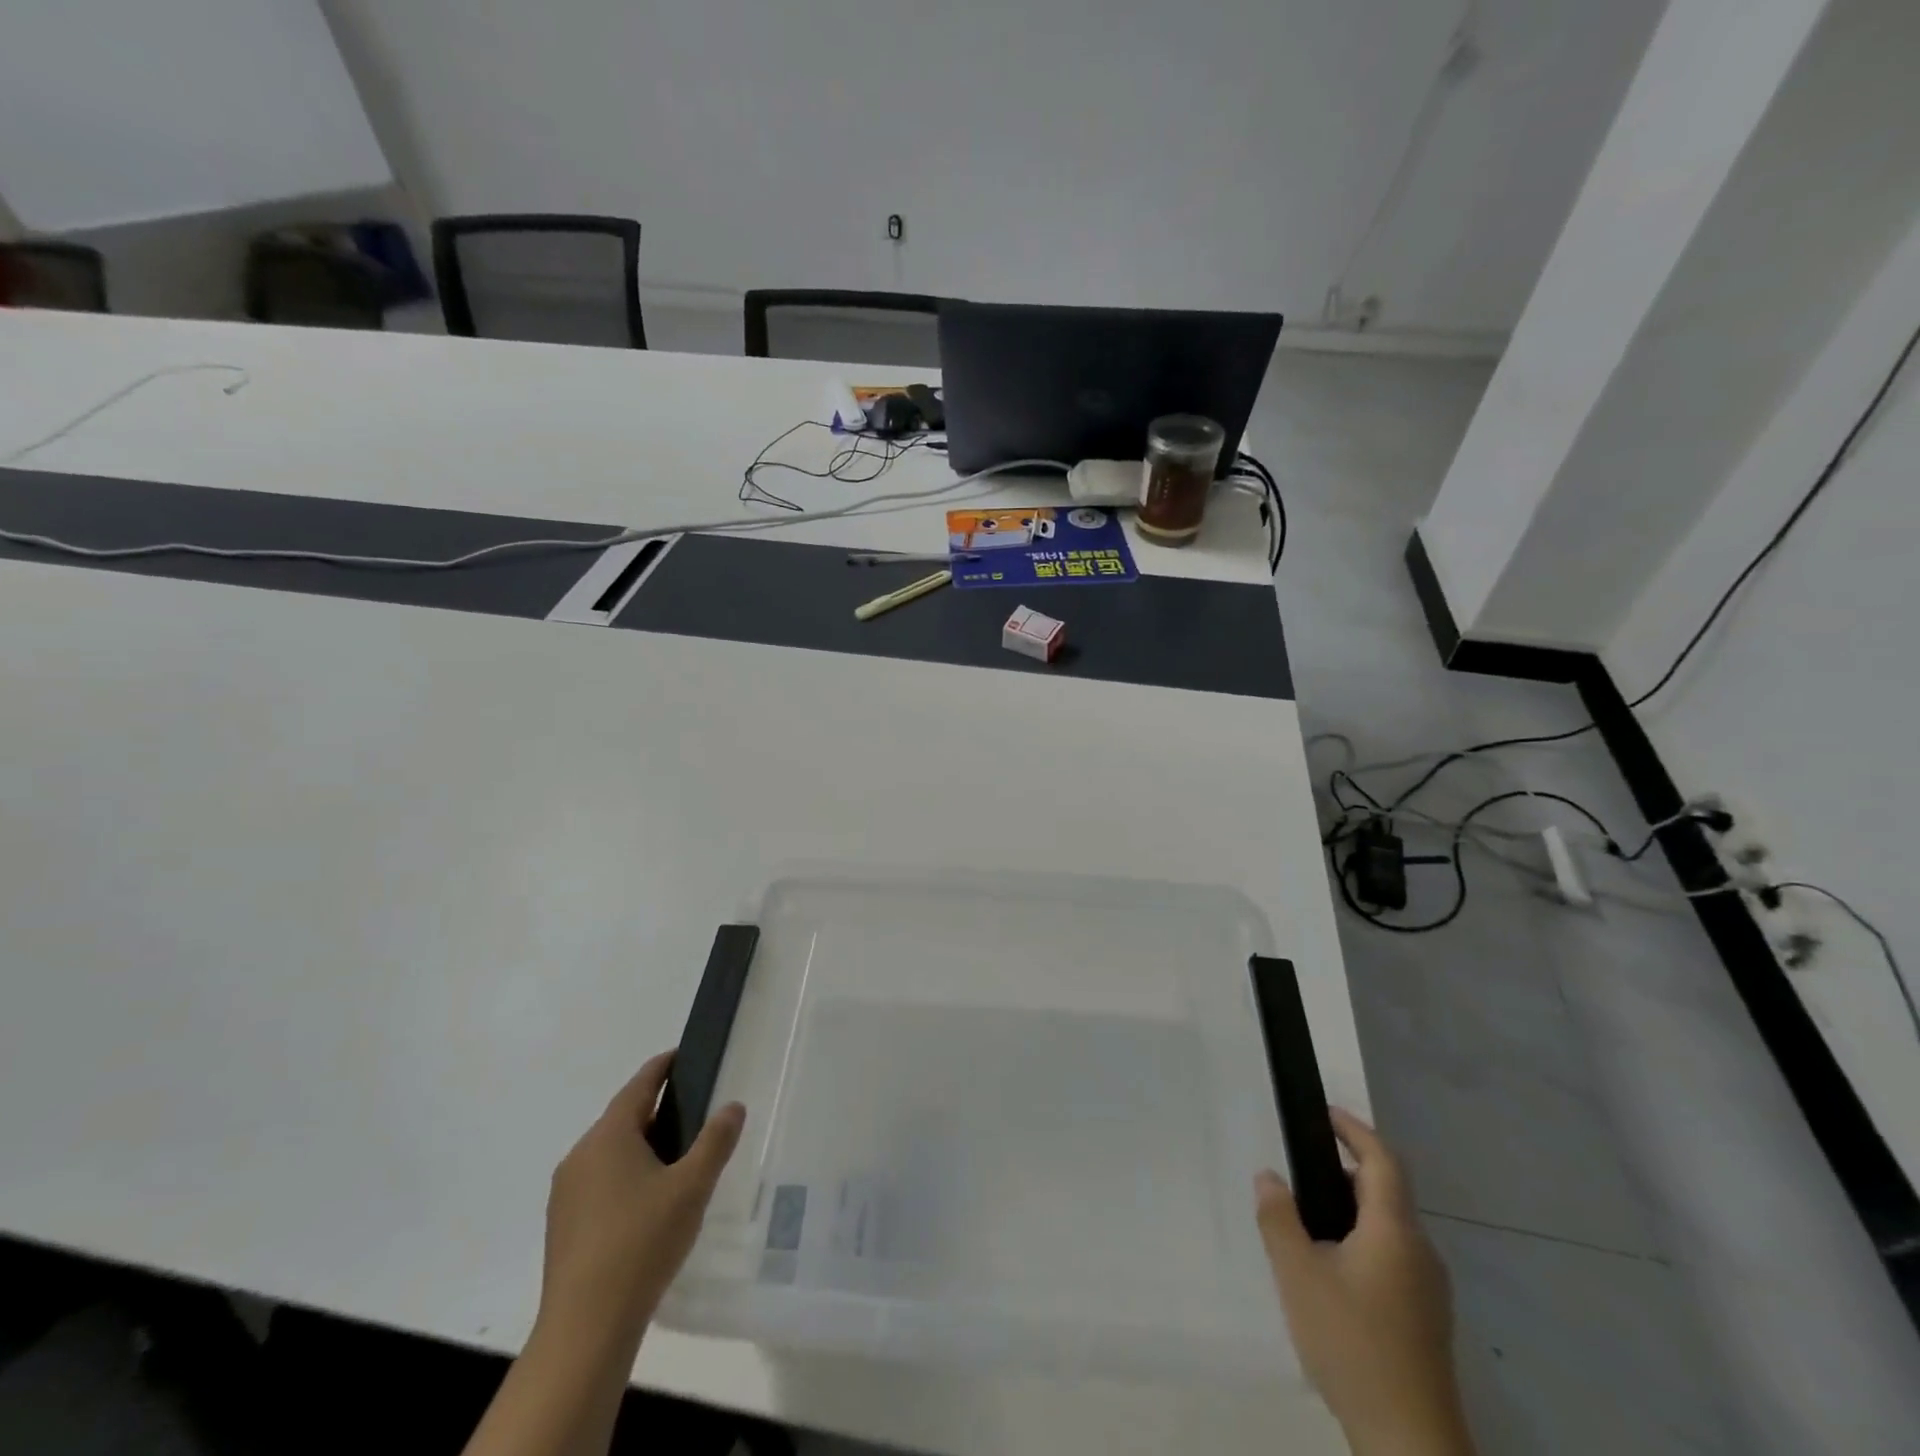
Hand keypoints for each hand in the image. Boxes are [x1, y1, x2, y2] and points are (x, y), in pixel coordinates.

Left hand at [538, 1051, 745, 1350]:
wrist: (585, 1328)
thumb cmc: (642, 1243)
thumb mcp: (692, 1187)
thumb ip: (716, 1141)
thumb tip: (732, 1106)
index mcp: (609, 1136)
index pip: (639, 1085)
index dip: (663, 1067)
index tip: (684, 1056)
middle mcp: (581, 1155)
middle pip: (623, 1118)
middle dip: (656, 1110)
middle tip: (693, 1112)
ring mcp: (566, 1193)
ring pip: (609, 1152)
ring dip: (640, 1146)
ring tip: (677, 1159)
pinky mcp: (563, 1226)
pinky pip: (599, 1182)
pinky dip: (625, 1176)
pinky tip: (648, 1202)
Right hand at [1255, 1109, 1473, 1455]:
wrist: (1410, 1442)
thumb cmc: (1352, 1343)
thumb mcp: (1298, 1274)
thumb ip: (1278, 1218)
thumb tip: (1269, 1177)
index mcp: (1395, 1231)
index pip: (1383, 1161)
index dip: (1355, 1130)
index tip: (1325, 1114)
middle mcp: (1420, 1252)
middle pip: (1386, 1193)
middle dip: (1345, 1172)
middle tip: (1301, 1170)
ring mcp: (1429, 1290)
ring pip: (1389, 1229)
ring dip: (1352, 1210)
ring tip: (1307, 1221)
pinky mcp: (1426, 1320)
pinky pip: (1393, 1258)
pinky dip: (1362, 1242)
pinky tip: (1332, 1271)